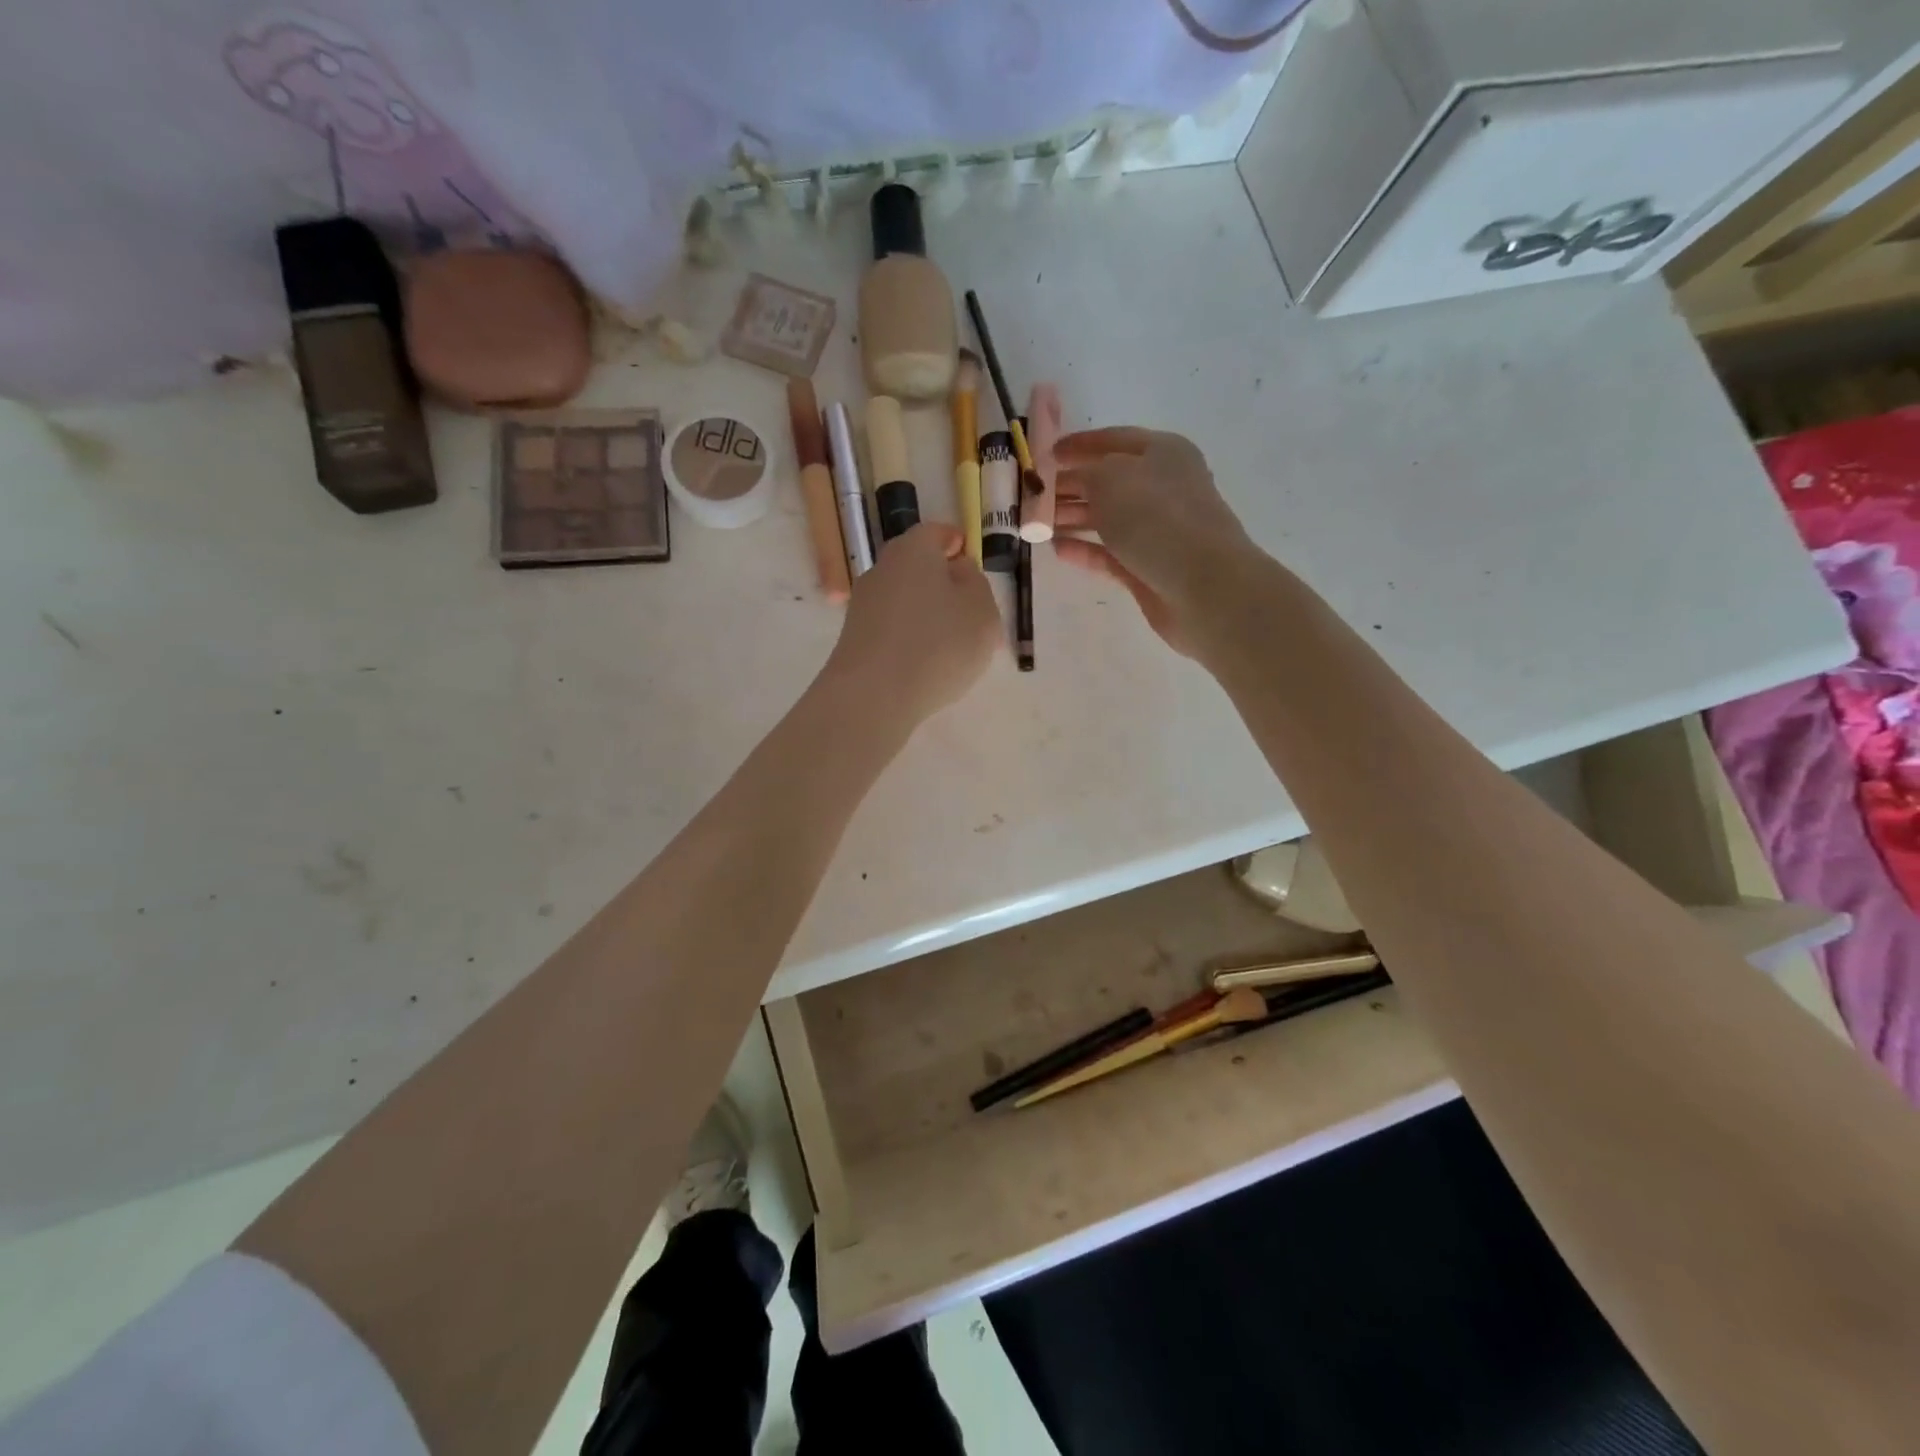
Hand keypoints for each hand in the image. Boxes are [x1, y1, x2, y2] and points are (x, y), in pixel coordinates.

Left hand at [824, 522, 999, 723]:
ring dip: (928, 614)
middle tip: (970, 610)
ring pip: (905, 599)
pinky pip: (892, 628)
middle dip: (944, 583)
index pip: (936, 533)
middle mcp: (882, 569)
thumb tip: (958, 571)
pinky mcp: (854, 638)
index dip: (956, 543)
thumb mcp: (982, 611)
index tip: (970, 559)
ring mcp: (863, 605)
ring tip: (953, 646)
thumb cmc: (938, 645)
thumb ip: (976, 583)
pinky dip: (910, 637)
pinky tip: (926, 664)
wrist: (872, 696)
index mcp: (913, 550)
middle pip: (917, 567)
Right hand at [1052, 427, 1255, 655]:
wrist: (1202, 585)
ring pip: (1106, 518)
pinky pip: (1108, 553)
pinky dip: (1084, 549)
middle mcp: (1161, 487)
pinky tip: (1057, 549)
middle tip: (1032, 496)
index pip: (1113, 440)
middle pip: (1107, 481)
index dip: (1078, 445)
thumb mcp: (1111, 478)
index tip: (1045, 455)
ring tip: (1036, 524)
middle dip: (1069, 486)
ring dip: (1072, 518)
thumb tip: (1075, 480)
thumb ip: (1086, 472)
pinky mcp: (1147, 567)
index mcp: (1162, 452)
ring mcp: (1156, 530)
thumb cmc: (1157, 518)